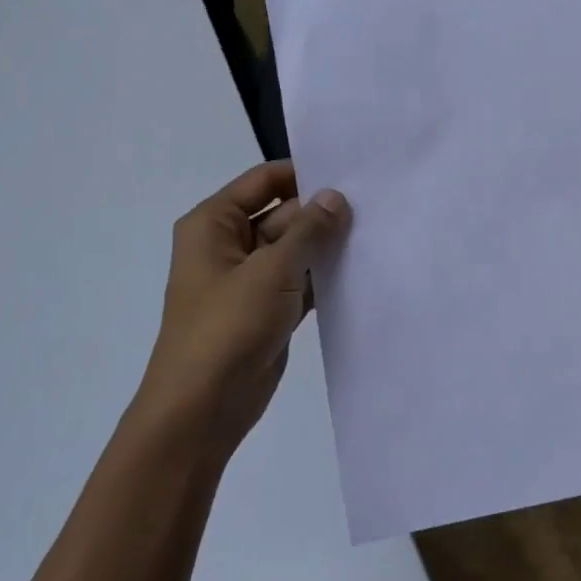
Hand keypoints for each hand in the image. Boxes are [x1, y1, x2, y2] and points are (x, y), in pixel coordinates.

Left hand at [126, 161, 349, 460]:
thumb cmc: (227, 328)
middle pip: (283, 214)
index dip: (304, 174)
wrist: (203, 408)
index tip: (352, 172)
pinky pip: (302, 281)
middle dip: (323, 212)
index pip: (264, 181)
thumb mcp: (270, 271)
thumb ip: (308, 231)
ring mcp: (251, 280)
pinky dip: (325, 277)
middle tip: (377, 206)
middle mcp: (230, 245)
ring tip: (378, 232)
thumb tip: (336, 196)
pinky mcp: (269, 310)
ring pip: (296, 249)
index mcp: (214, 224)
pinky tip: (363, 269)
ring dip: (328, 246)